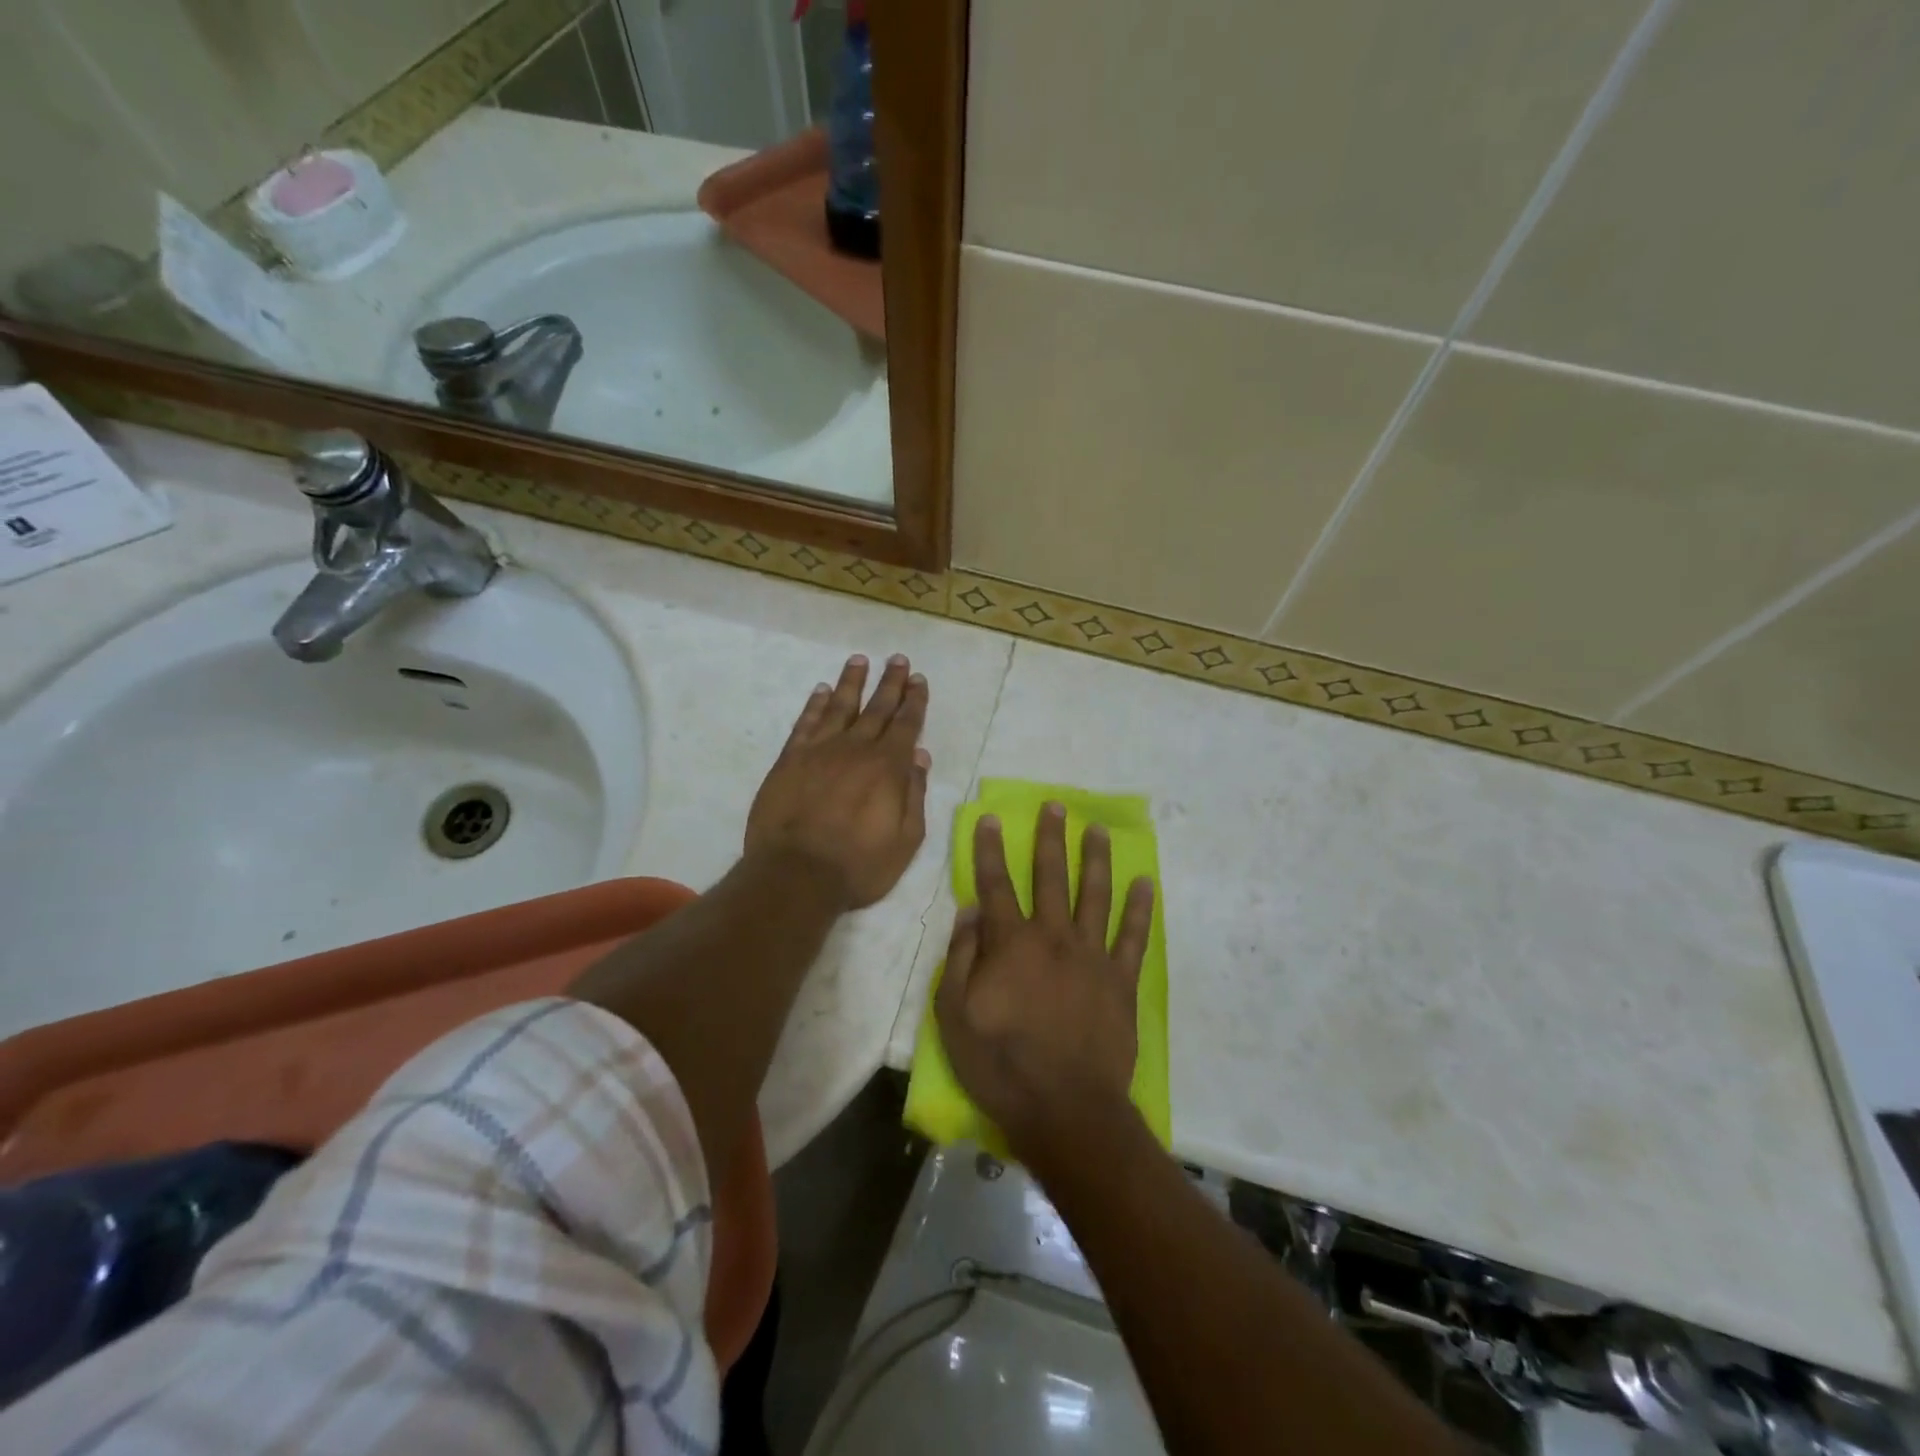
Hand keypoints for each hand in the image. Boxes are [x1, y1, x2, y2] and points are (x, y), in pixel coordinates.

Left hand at [746, 653, 930, 909]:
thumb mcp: (906, 840)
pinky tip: (822, 690)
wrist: (796, 875)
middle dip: (891, 682)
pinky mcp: (790, 759)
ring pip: (840, 706)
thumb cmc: (859, 865)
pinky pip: (806, 722)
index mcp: (888, 767)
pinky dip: (815, 704)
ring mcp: (820, 751)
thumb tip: (920, 757)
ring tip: (860, 660)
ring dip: (852, 682)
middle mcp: (856, 749)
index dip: (914, 700)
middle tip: (898, 659)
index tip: (919, 679)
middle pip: (877, 707)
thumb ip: (914, 794)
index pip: (907, 724)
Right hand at [935, 803, 1154, 1157]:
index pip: (996, 884)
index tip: (991, 818)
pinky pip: (1133, 937)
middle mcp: (1053, 936)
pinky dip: (1140, 908)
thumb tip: (969, 911)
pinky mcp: (1120, 980)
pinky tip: (1146, 883)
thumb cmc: (1001, 1064)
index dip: (990, 850)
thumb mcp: (954, 1015)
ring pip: (1094, 895)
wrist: (1065, 1108)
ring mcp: (1092, 956)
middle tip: (1056, 806)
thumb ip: (960, 958)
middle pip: (1050, 876)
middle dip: (1050, 838)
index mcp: (1011, 943)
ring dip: (1095, 859)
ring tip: (1098, 830)